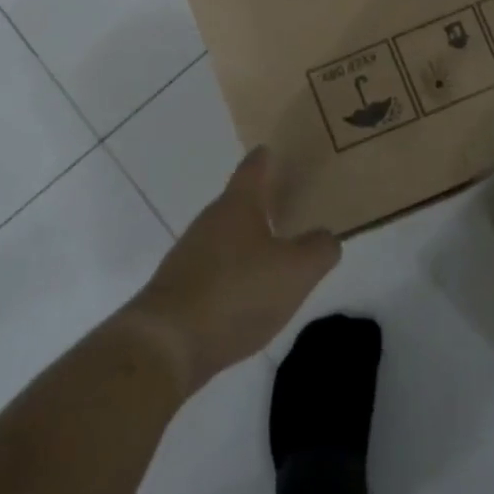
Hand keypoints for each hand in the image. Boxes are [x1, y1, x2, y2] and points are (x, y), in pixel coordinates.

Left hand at [124, 149, 340, 394]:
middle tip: (285, 203)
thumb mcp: (295, 271)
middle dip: (260, 202)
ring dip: (247, 240)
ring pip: (225, 236)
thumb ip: (319, 250)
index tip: (271, 150)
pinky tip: (247, 293)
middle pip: (237, 202)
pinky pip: (214, 268)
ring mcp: (190, 254)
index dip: (264, 158)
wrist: (167, 343)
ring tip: (273, 251)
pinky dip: (233, 272)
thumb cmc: (237, 292)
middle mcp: (210, 221)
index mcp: (237, 205)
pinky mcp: (179, 288)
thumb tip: (326, 237)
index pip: (253, 168)